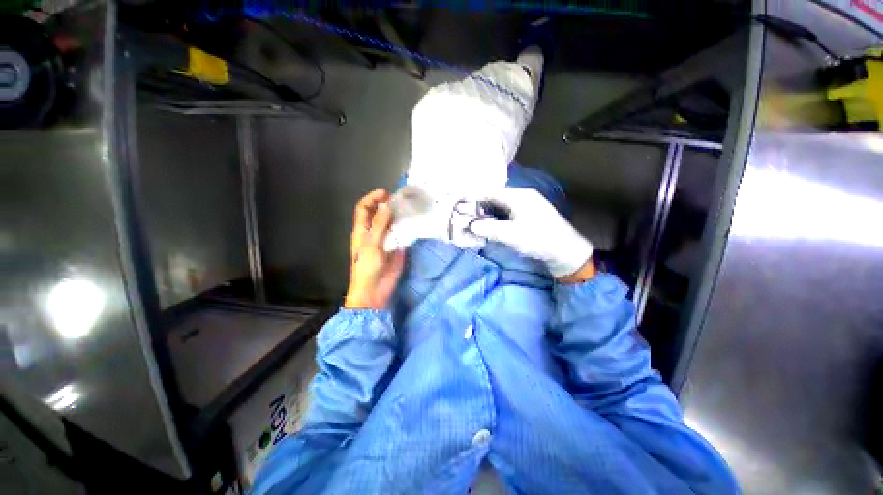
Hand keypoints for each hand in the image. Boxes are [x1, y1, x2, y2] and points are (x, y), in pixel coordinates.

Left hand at [345, 190, 405, 309]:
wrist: (375, 290)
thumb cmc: (368, 267)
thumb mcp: (372, 244)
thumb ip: (380, 225)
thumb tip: (386, 205)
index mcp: (362, 230)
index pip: (364, 208)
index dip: (372, 198)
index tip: (386, 194)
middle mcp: (374, 232)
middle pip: (379, 213)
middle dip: (387, 205)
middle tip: (401, 201)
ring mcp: (386, 240)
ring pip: (392, 223)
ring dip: (399, 216)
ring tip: (410, 209)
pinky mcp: (396, 247)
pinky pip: (401, 234)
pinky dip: (406, 228)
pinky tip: (414, 223)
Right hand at [469, 188, 593, 279]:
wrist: (567, 252)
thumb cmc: (539, 240)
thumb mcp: (511, 235)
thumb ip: (488, 228)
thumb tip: (470, 225)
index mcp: (519, 196)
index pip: (489, 192)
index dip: (472, 197)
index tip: (457, 203)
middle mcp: (522, 197)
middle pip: (494, 199)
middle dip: (478, 207)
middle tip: (463, 215)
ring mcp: (526, 206)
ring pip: (499, 207)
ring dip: (486, 214)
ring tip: (472, 222)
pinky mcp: (527, 217)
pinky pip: (506, 214)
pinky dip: (495, 219)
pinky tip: (488, 226)